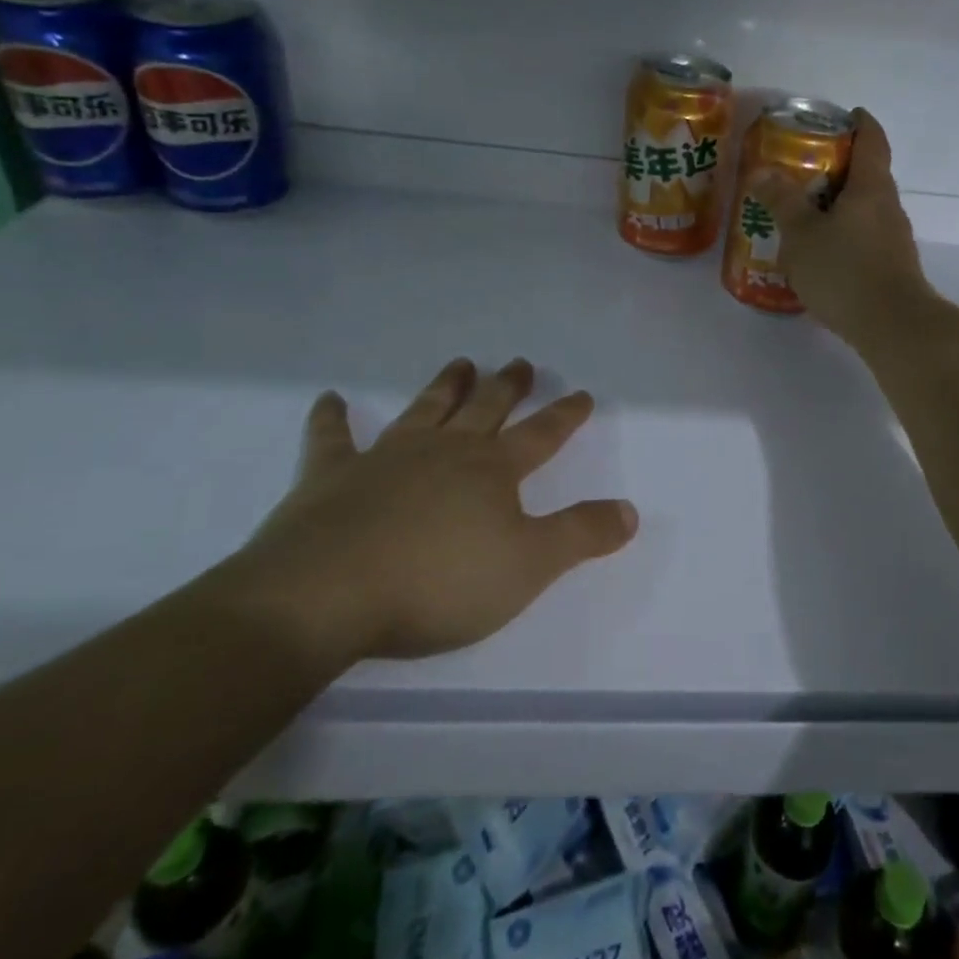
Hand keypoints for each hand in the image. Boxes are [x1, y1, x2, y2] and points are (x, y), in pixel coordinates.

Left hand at [226, 359, 637, 664]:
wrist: (327, 595)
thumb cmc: (439, 582)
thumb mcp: (528, 566)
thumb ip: (581, 535)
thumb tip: (630, 511)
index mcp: (492, 470)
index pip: (541, 435)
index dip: (565, 416)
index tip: (582, 394)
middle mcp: (444, 451)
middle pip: (485, 409)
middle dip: (507, 387)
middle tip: (520, 363)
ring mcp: (386, 458)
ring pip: (425, 410)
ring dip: (445, 386)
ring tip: (461, 363)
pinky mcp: (330, 477)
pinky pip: (331, 439)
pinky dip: (331, 418)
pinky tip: (329, 399)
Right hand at [750, 108, 933, 345]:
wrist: (892, 326)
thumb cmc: (845, 270)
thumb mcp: (802, 233)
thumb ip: (782, 201)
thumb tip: (763, 172)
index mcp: (871, 186)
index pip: (872, 138)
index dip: (859, 122)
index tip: (842, 115)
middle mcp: (888, 206)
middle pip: (868, 173)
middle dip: (839, 166)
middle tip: (802, 167)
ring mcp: (894, 238)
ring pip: (865, 208)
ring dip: (838, 203)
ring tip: (803, 210)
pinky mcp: (891, 266)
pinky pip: (864, 236)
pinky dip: (843, 232)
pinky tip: (820, 250)